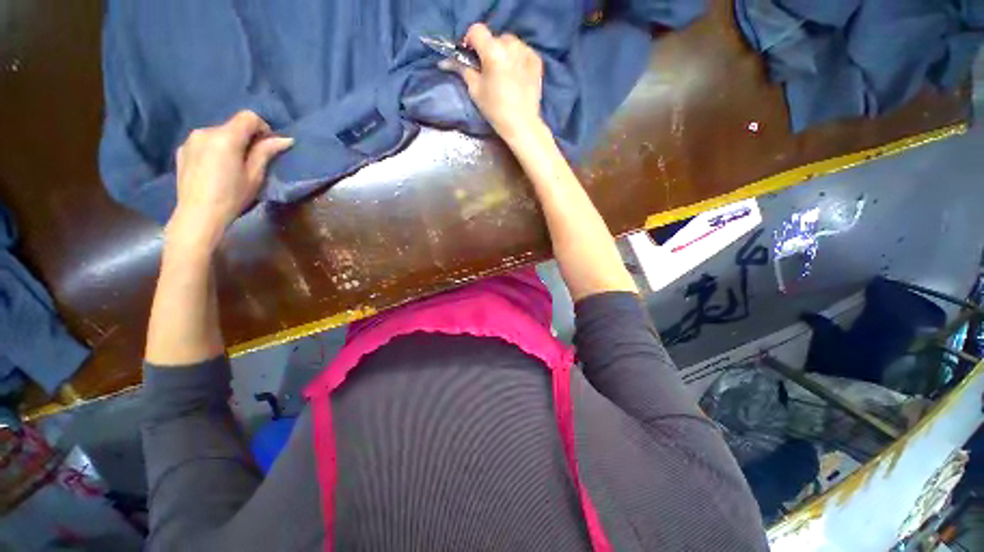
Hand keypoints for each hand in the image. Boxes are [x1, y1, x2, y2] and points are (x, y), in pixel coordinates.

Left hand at [167, 110, 292, 251]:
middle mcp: (205, 131)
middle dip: (246, 138)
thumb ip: (266, 152)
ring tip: (232, 166)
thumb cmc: (232, 197)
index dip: (263, 128)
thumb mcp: (255, 176)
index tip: (268, 145)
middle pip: (232, 126)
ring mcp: (190, 140)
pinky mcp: (182, 150)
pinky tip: (216, 170)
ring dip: (229, 144)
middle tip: (252, 160)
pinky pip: (204, 143)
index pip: (248, 117)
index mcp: (225, 137)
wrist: (197, 215)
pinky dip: (214, 150)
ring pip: (218, 134)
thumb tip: (284, 139)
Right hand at [440, 23, 545, 144]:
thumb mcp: (475, 90)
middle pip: (494, 38)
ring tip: (503, 73)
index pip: (476, 30)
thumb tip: (448, 62)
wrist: (521, 124)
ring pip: (509, 43)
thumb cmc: (495, 109)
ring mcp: (526, 51)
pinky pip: (522, 52)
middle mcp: (511, 45)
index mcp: (493, 51)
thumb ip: (463, 70)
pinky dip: (517, 59)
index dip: (470, 41)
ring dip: (503, 53)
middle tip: (487, 70)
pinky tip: (516, 75)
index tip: (470, 56)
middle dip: (488, 50)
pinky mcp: (536, 60)